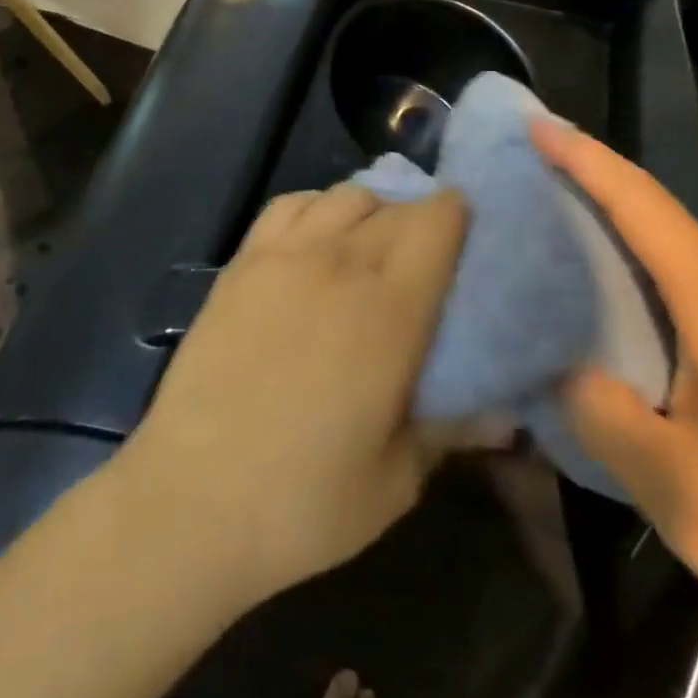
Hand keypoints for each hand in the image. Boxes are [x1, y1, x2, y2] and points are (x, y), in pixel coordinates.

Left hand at [116, 184, 468, 607]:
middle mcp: (341, 263)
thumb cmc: (304, 501)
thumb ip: (451, 431)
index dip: (457, 215)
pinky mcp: (243, 261)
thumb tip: (505, 415)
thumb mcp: (396, 481)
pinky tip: (316, 239)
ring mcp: (286, 254)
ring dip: (371, 210)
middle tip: (424, 258)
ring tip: (370, 247)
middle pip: (395, 206)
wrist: (192, 498)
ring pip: (345, 196)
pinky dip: (316, 206)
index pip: (436, 222)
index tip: (467, 235)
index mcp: (391, 310)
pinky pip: (290, 204)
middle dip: (419, 220)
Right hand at [530, 121, 697, 678]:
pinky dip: (675, 316)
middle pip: (663, 237)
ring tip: (586, 311)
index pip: (641, 203)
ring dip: (638, 283)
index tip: (538, 124)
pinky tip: (659, 368)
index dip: (585, 158)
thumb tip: (573, 374)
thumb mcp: (675, 487)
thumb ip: (601, 414)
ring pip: (692, 281)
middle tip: (539, 235)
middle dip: (600, 227)